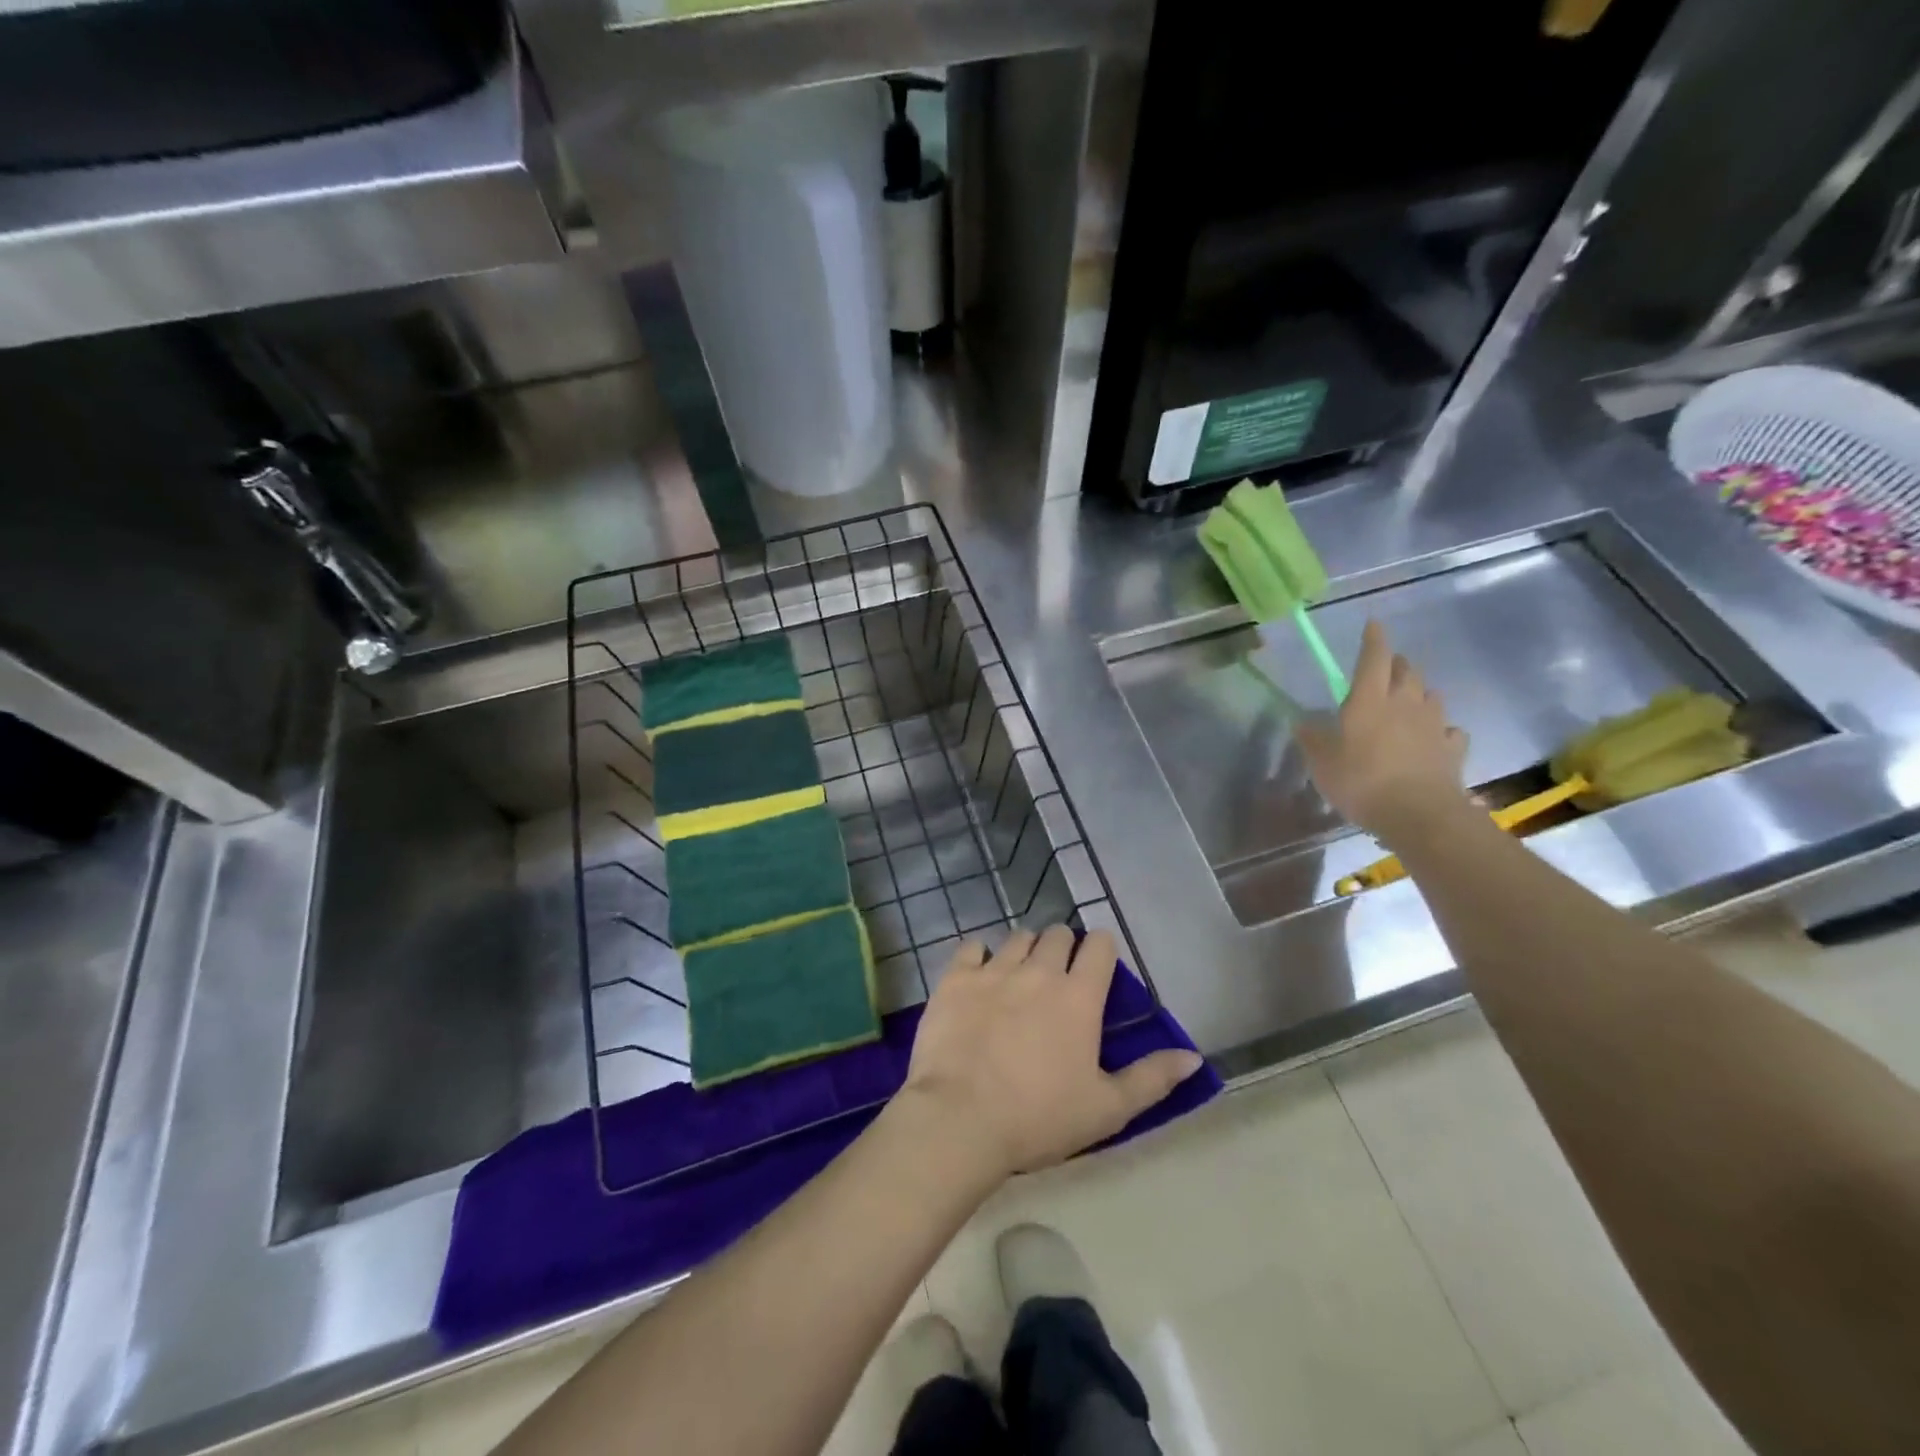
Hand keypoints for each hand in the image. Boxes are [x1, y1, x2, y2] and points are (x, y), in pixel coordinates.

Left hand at [899, 927, 1204, 1180]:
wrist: (960, 1119)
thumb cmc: (1039, 1118)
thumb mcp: (1107, 1109)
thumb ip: (1152, 1079)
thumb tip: (1194, 1057)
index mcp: (1079, 996)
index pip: (1100, 946)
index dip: (1101, 950)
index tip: (1097, 968)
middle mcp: (1039, 970)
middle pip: (1057, 934)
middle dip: (1063, 948)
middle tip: (1057, 978)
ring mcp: (994, 970)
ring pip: (1018, 937)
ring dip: (1025, 950)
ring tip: (1020, 977)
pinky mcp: (956, 977)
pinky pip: (972, 947)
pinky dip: (979, 956)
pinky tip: (978, 976)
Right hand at [1295, 620, 1471, 845]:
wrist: (1418, 814)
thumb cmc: (1361, 781)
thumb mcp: (1321, 763)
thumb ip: (1312, 739)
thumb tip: (1302, 722)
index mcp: (1369, 700)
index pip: (1373, 658)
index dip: (1373, 639)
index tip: (1374, 624)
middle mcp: (1405, 703)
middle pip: (1407, 670)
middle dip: (1396, 664)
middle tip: (1384, 670)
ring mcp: (1434, 724)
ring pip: (1431, 695)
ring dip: (1419, 693)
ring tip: (1408, 702)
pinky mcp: (1453, 748)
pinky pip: (1449, 730)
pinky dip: (1440, 729)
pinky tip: (1433, 738)